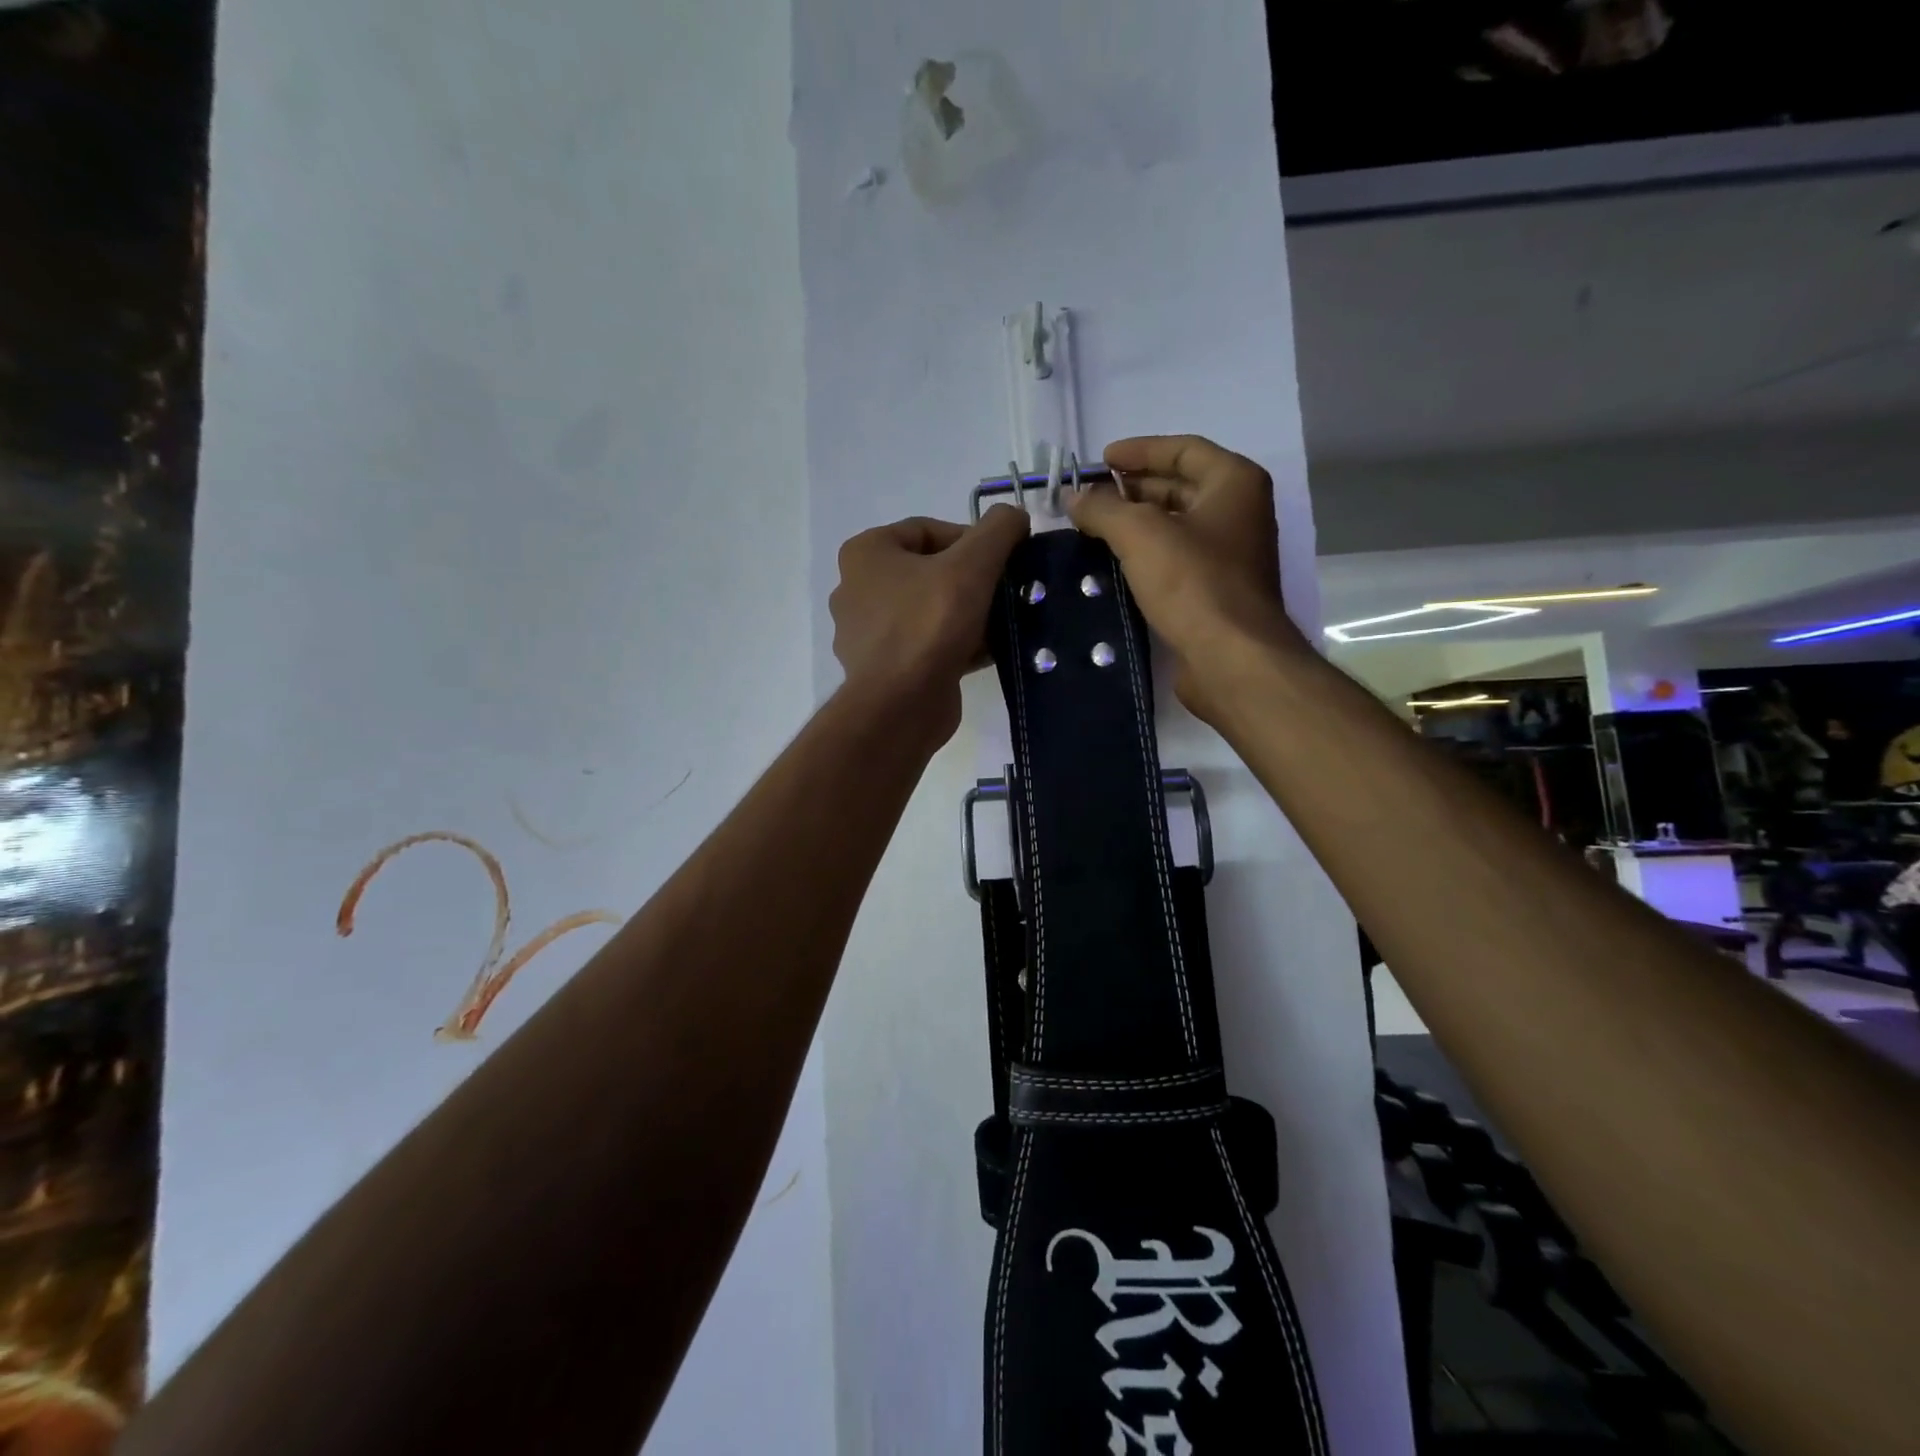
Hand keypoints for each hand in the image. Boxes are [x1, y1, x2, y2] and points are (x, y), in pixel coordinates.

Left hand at [830, 506, 1030, 740]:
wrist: (902, 705)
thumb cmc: (929, 624)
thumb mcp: (972, 564)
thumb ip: (998, 530)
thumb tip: (1015, 516)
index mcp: (865, 554)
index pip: (927, 530)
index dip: (971, 540)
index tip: (1003, 561)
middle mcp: (857, 589)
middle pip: (929, 572)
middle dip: (971, 581)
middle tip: (1005, 592)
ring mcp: (867, 633)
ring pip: (929, 611)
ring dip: (967, 614)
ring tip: (1002, 622)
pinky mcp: (883, 669)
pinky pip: (926, 644)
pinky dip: (955, 644)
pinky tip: (988, 652)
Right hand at [1069, 435, 1307, 723]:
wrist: (1231, 659)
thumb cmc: (1193, 583)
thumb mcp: (1140, 534)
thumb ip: (1103, 508)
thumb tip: (1074, 497)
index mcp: (1234, 483)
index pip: (1183, 450)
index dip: (1139, 450)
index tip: (1099, 461)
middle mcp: (1238, 513)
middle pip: (1180, 487)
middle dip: (1132, 490)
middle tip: (1089, 499)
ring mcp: (1229, 555)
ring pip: (1175, 527)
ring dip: (1135, 525)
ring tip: (1092, 530)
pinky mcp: (1215, 592)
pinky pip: (1174, 561)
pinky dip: (1144, 557)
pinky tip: (1112, 566)